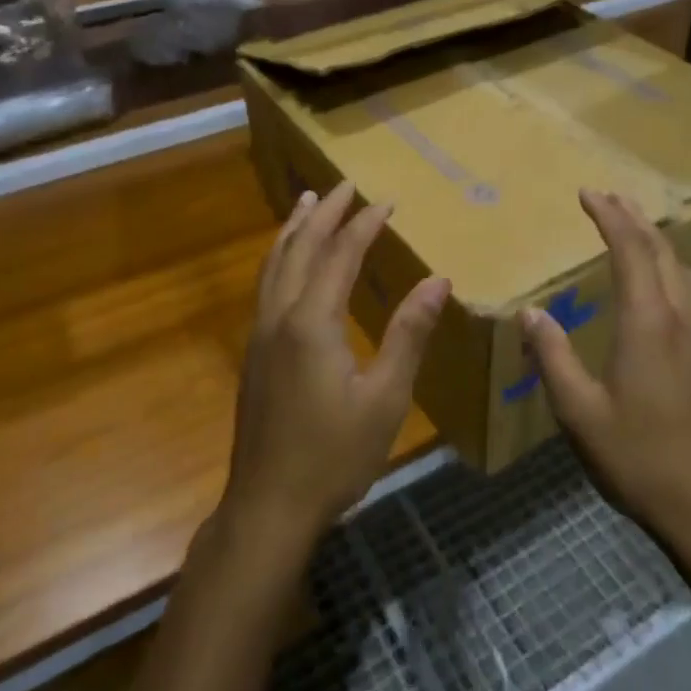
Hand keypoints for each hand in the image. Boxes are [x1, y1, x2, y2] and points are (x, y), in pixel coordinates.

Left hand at [226, 180, 451, 547]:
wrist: (269, 505)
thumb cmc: (335, 454)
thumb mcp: (386, 397)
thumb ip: (408, 333)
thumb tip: (437, 280)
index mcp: (312, 322)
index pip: (340, 255)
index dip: (363, 225)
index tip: (386, 201)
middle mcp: (279, 316)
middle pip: (300, 248)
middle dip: (324, 214)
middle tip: (344, 185)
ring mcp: (260, 334)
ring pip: (274, 264)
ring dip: (294, 229)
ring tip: (308, 202)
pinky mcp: (253, 353)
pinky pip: (266, 285)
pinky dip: (280, 257)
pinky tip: (288, 262)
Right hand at [522, 189, 690, 550]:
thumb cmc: (639, 458)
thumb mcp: (580, 412)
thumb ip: (553, 356)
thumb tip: (531, 313)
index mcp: (648, 323)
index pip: (631, 250)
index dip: (610, 217)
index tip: (588, 194)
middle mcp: (681, 319)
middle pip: (663, 251)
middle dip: (635, 218)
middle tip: (608, 198)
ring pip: (682, 271)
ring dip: (656, 242)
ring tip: (633, 230)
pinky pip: (689, 294)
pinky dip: (668, 270)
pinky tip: (656, 288)